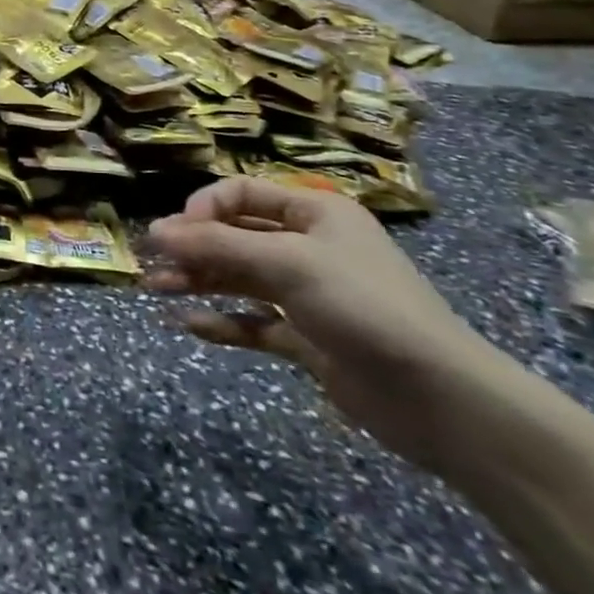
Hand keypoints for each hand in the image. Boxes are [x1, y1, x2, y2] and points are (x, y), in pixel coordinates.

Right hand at [144, 178, 510, 470]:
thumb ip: (217, 246)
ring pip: (239, 277)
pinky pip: (254, 322)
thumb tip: (155, 232)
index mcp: (314, 214)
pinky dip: (223, 321)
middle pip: (236, 236)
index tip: (172, 233)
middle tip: (151, 263)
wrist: (442, 400)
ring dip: (199, 280)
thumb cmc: (364, 306)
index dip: (202, 207)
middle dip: (192, 247)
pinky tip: (190, 325)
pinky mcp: (308, 339)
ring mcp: (308, 295)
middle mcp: (310, 247)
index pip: (242, 193)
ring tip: (156, 290)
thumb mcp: (287, 263)